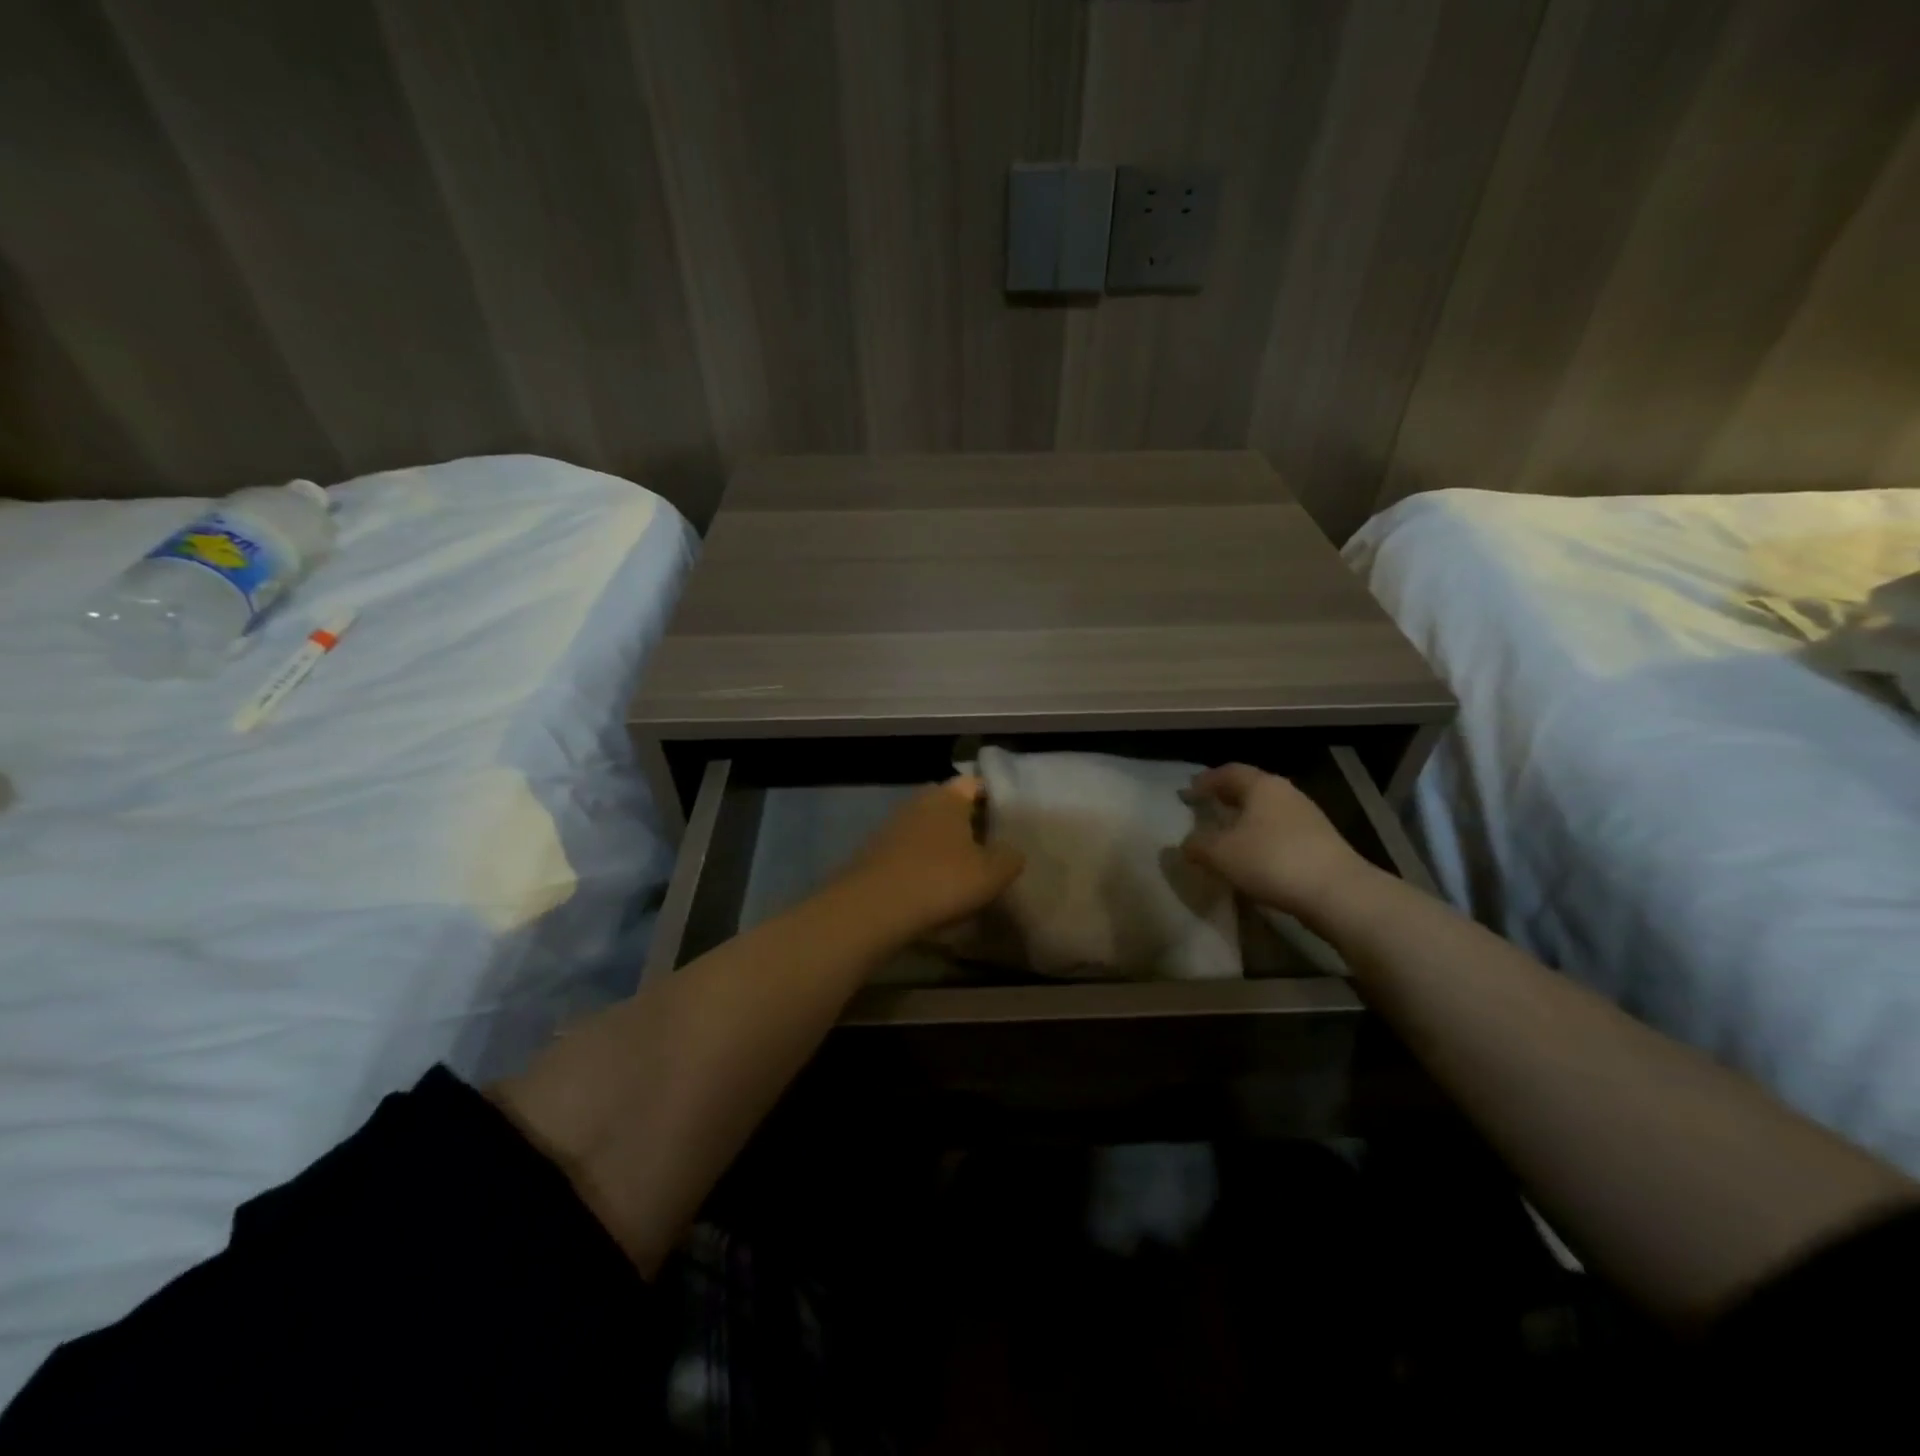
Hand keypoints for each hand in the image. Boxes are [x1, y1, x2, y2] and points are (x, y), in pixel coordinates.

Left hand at [836, 777, 1024, 938]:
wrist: (872, 908)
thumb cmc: (940, 881)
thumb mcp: (992, 874)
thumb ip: (1010, 857)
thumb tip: (1011, 850)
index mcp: (948, 796)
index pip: (975, 784)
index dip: (993, 799)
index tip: (1006, 821)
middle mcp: (918, 802)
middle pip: (949, 806)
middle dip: (967, 824)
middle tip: (988, 849)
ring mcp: (891, 826)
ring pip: (927, 829)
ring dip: (942, 846)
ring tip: (961, 872)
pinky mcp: (873, 852)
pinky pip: (907, 852)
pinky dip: (920, 864)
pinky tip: (930, 888)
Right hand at [1182, 763, 1376, 917]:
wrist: (1338, 893)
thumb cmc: (1271, 860)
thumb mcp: (1221, 854)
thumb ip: (1197, 845)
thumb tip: (1184, 843)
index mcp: (1262, 786)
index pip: (1229, 772)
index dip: (1206, 780)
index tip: (1189, 791)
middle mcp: (1287, 793)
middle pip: (1251, 788)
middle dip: (1227, 797)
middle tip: (1207, 808)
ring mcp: (1308, 818)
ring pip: (1268, 811)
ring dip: (1246, 819)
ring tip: (1228, 835)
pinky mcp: (1321, 843)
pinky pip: (1282, 832)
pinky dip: (1263, 837)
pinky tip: (1254, 856)